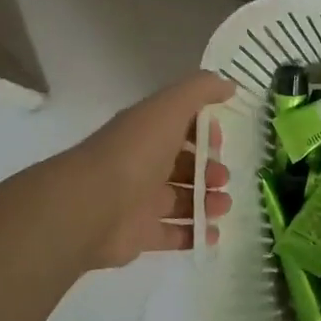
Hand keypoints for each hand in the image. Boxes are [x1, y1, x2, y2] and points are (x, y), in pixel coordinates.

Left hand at [69, 71, 234, 268]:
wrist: (91, 206)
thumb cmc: (136, 151)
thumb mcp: (170, 106)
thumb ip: (202, 89)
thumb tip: (229, 85)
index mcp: (147, 132)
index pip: (180, 127)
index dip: (204, 132)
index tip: (220, 142)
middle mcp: (143, 163)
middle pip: (183, 166)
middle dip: (209, 170)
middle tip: (224, 179)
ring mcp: (139, 201)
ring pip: (181, 199)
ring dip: (207, 201)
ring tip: (223, 206)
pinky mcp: (139, 234)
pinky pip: (172, 234)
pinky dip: (195, 235)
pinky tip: (214, 235)